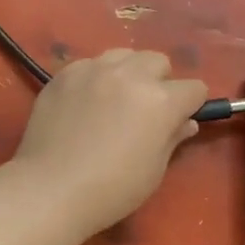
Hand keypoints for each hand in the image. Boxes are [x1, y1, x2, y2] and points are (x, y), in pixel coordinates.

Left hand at [13, 49, 208, 232]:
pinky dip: (95, 77)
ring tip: (114, 99)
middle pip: (158, 61)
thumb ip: (172, 138)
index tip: (179, 120)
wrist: (50, 188)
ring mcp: (93, 70)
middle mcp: (129, 75)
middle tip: (145, 109)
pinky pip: (89, 64)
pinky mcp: (64, 74)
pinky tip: (84, 103)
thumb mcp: (154, 170)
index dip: (191, 105)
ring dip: (127, 72)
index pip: (194, 88)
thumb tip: (185, 122)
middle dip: (159, 81)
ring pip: (123, 55)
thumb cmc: (112, 189)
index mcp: (160, 100)